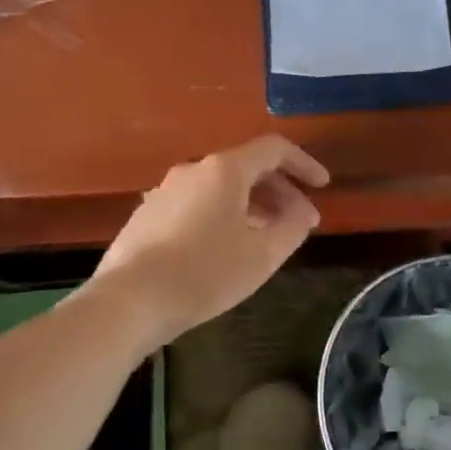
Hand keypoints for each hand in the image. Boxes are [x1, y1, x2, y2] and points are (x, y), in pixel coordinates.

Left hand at [92, 136, 330, 341]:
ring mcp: (165, 191)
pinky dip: (221, 216)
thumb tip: (301, 213)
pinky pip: (196, 204)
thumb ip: (291, 228)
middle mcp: (193, 169)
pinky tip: (224, 249)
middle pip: (246, 168)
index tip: (322, 186)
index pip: (273, 149)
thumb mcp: (261, 255)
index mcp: (224, 170)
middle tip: (299, 223)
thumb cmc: (204, 273)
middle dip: (279, 192)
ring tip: (265, 239)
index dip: (303, 164)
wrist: (128, 300)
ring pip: (220, 188)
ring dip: (251, 206)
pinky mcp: (147, 214)